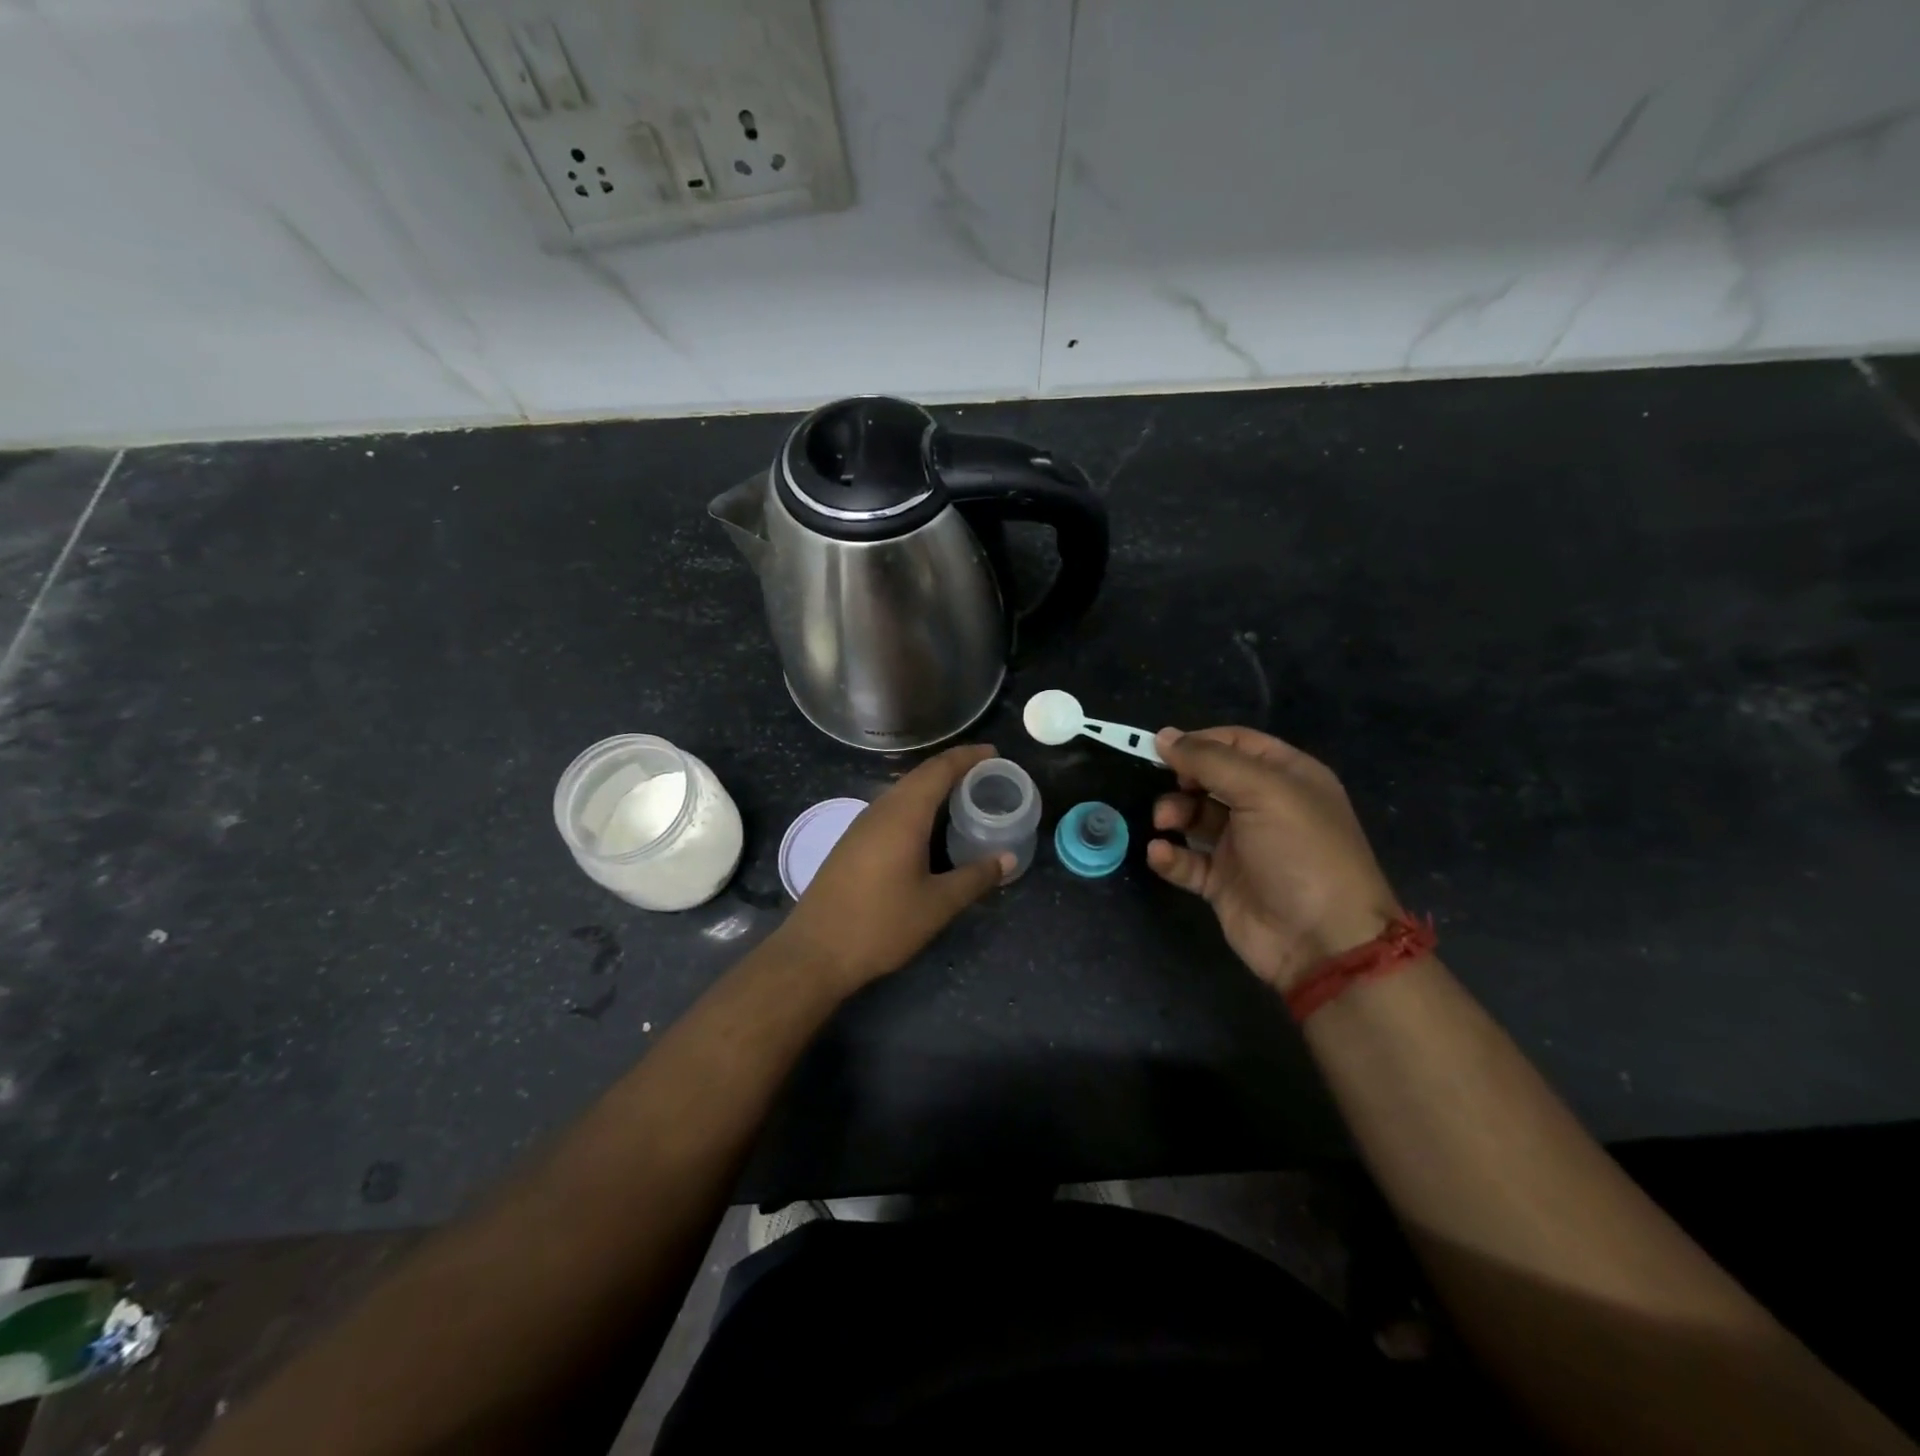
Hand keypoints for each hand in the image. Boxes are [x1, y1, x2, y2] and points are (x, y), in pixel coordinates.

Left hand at [776, 744, 1014, 989]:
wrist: (814, 951)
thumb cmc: (880, 925)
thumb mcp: (937, 905)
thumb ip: (975, 877)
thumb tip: (1008, 858)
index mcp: (903, 815)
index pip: (939, 770)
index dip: (968, 757)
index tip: (994, 753)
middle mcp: (880, 810)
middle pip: (920, 775)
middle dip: (953, 768)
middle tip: (986, 774)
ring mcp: (861, 825)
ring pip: (903, 792)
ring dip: (933, 787)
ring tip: (963, 796)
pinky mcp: (852, 843)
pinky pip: (891, 809)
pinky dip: (916, 805)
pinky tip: (928, 827)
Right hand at [1148, 726, 1400, 992]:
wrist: (1322, 941)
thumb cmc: (1300, 852)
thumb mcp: (1263, 791)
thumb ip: (1210, 760)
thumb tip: (1164, 736)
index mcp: (1286, 777)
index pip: (1236, 743)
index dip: (1199, 742)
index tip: (1161, 749)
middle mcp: (1264, 807)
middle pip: (1210, 779)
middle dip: (1181, 780)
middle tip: (1165, 789)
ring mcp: (1243, 846)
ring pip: (1194, 817)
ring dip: (1173, 814)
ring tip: (1164, 823)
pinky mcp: (1223, 882)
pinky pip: (1186, 861)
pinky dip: (1169, 855)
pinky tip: (1159, 854)